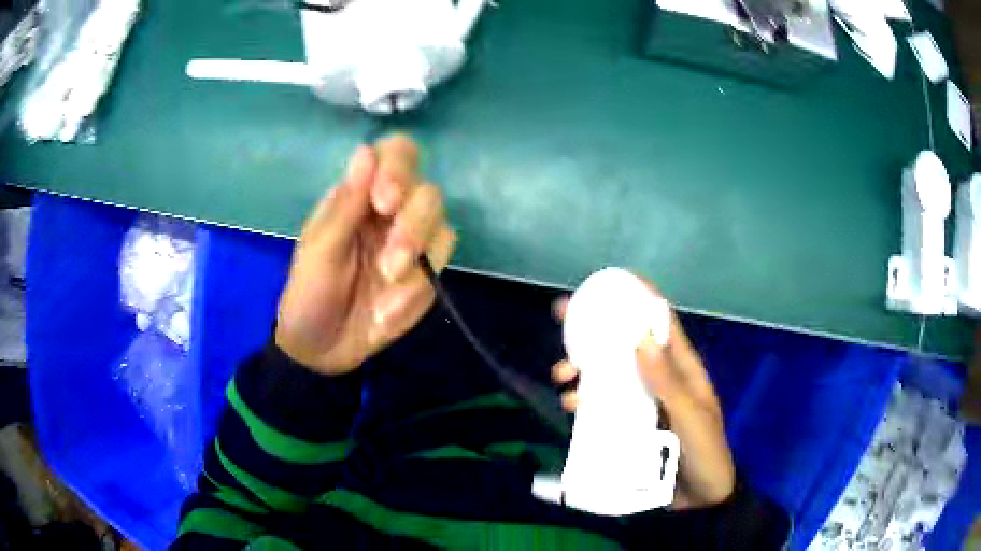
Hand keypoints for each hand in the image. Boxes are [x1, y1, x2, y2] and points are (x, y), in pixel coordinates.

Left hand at [275, 134, 455, 374]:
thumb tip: (366, 151)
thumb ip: (345, 204)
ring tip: (386, 283)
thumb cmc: (310, 294)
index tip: (385, 201)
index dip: (399, 168)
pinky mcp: (425, 277)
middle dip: (412, 225)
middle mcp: (391, 213)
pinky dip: (415, 289)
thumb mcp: (319, 250)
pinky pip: (439, 269)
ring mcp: (412, 245)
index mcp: (360, 196)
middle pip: (428, 192)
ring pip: (442, 227)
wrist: (322, 351)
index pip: (395, 155)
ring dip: (418, 255)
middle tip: (389, 260)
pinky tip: (386, 311)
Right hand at [551, 280, 735, 508]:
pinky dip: (585, 399)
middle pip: (626, 344)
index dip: (637, 297)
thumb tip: (642, 338)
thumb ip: (669, 383)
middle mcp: (660, 378)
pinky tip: (571, 405)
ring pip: (610, 374)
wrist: (700, 500)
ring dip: (583, 369)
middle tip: (562, 321)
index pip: (660, 322)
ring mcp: (644, 401)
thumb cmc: (705, 453)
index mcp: (682, 369)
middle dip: (596, 331)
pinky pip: (604, 404)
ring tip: (562, 376)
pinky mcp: (630, 424)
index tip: (606, 284)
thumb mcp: (691, 418)